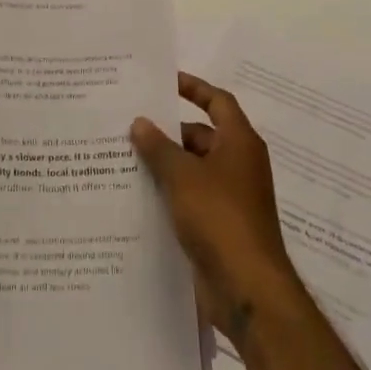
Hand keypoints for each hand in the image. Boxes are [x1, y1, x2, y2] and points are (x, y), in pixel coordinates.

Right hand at [131, 72, 301, 341]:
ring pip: (193, 169)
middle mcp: (238, 165)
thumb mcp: (183, 176)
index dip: (194, 87)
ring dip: (164, 165)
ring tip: (123, 159)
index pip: (218, 101)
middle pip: (201, 136)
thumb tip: (141, 122)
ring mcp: (230, 198)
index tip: (164, 81)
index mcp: (240, 144)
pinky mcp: (219, 226)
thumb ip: (159, 147)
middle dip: (168, 132)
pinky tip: (136, 197)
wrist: (247, 288)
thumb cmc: (220, 218)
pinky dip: (169, 193)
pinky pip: (190, 198)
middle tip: (128, 126)